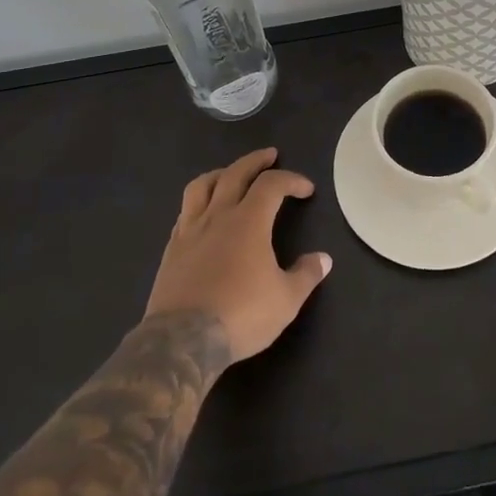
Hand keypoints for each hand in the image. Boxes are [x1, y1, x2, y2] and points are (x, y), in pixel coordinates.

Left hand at [144, 148, 333, 362]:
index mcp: (249, 221)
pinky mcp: (171, 249)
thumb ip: (306, 275)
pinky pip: (184, 212)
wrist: (183, 340)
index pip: (272, 184)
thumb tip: (324, 259)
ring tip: (230, 174)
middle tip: (269, 155)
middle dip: (255, 161)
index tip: (306, 189)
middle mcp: (218, 216)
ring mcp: (190, 230)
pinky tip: (203, 213)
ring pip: (201, 186)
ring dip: (220, 173)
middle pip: (235, 173)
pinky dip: (198, 203)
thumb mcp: (286, 300)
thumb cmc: (241, 314)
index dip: (292, 180)